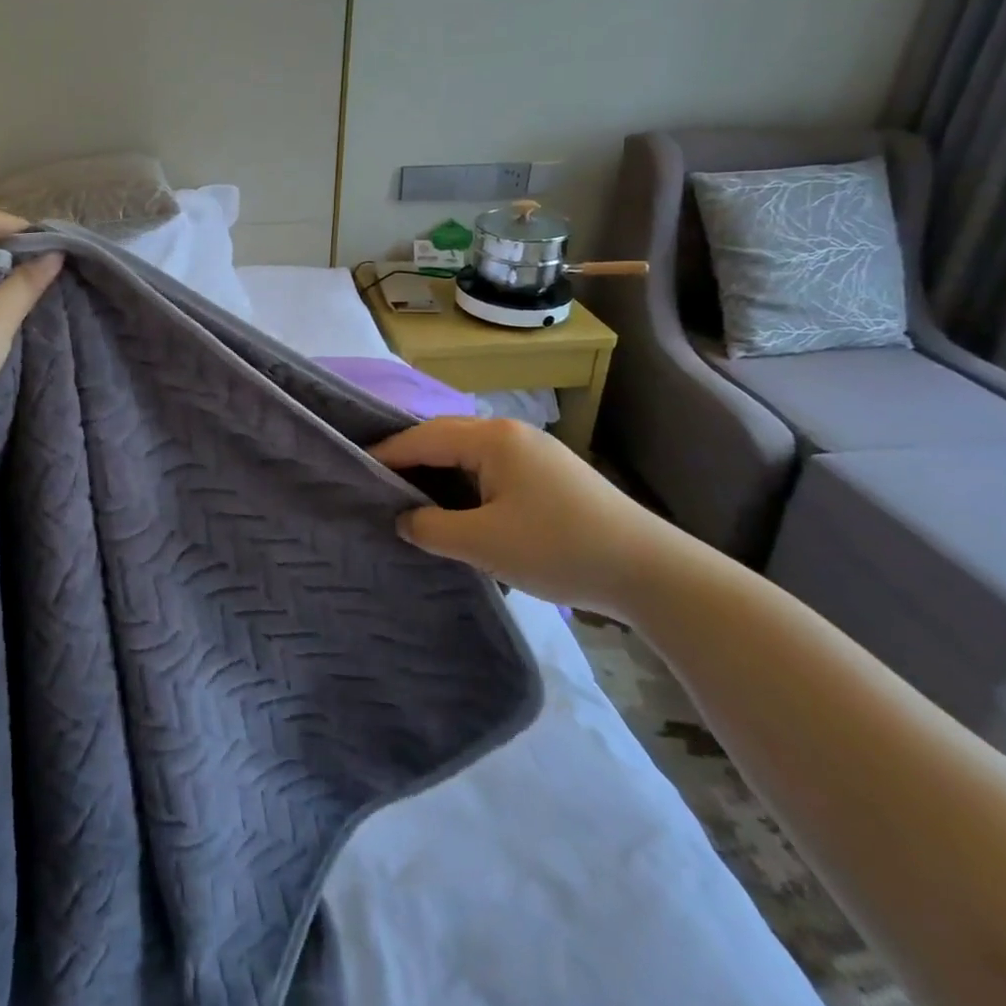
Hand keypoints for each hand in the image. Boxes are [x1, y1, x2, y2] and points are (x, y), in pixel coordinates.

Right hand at [370, 416, 692, 616]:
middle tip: (377, 485)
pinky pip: (491, 471)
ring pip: (469, 456)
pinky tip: (458, 510)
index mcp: (492, 438)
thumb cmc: (558, 548)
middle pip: (444, 438)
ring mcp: (535, 453)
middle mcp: (511, 434)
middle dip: (410, 461)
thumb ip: (431, 528)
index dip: (386, 454)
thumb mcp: (483, 542)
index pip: (423, 438)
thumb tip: (404, 520)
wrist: (650, 571)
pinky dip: (466, 486)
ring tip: (410, 500)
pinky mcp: (550, 476)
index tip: (355, 470)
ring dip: (439, 475)